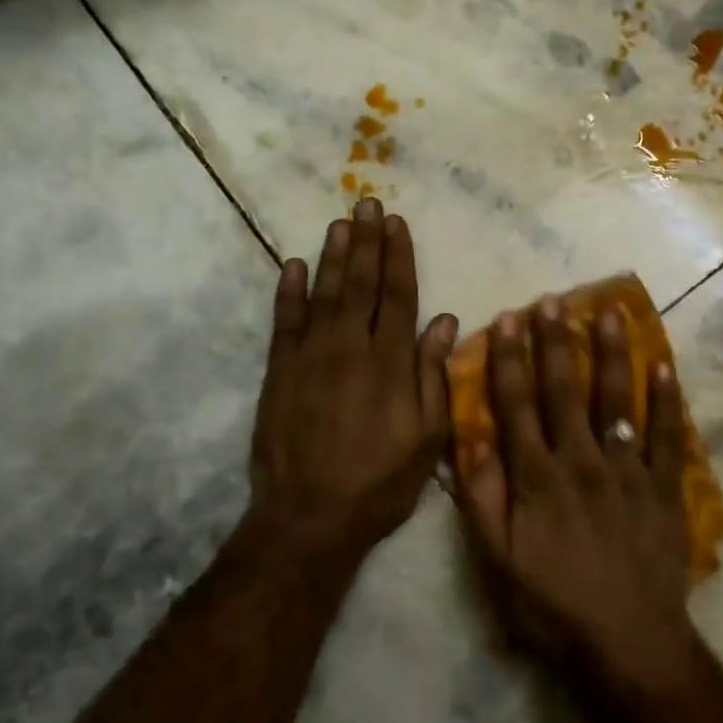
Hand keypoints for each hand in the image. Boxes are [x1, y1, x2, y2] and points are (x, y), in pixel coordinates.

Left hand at [248, 200, 457, 569]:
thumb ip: (433, 376)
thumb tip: (443, 321)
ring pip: (324, 294)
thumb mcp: (426, 438)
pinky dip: (287, 292)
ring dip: (332, 256)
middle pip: (361, 284)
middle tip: (367, 204)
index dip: (399, 258)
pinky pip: (284, 323)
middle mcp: (351, 349)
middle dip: (367, 242)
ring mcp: (310, 358)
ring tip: (340, 223)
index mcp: (391, 363)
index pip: (398, 296)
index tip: (398, 224)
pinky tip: (292, 265)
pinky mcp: (279, 373)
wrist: (309, 518)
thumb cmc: (379, 482)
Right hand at [456, 298, 697, 689]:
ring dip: (610, 353)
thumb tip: (472, 438)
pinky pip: (665, 435)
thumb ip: (482, 498)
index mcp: (537, 477)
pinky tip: (663, 365)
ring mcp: (627, 470)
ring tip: (607, 311)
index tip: (507, 319)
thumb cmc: (554, 605)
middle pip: (564, 390)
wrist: (629, 644)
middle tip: (551, 300)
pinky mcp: (663, 487)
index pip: (517, 405)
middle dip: (555, 342)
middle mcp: (581, 460)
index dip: (510, 360)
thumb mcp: (498, 562)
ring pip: (616, 399)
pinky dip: (667, 400)